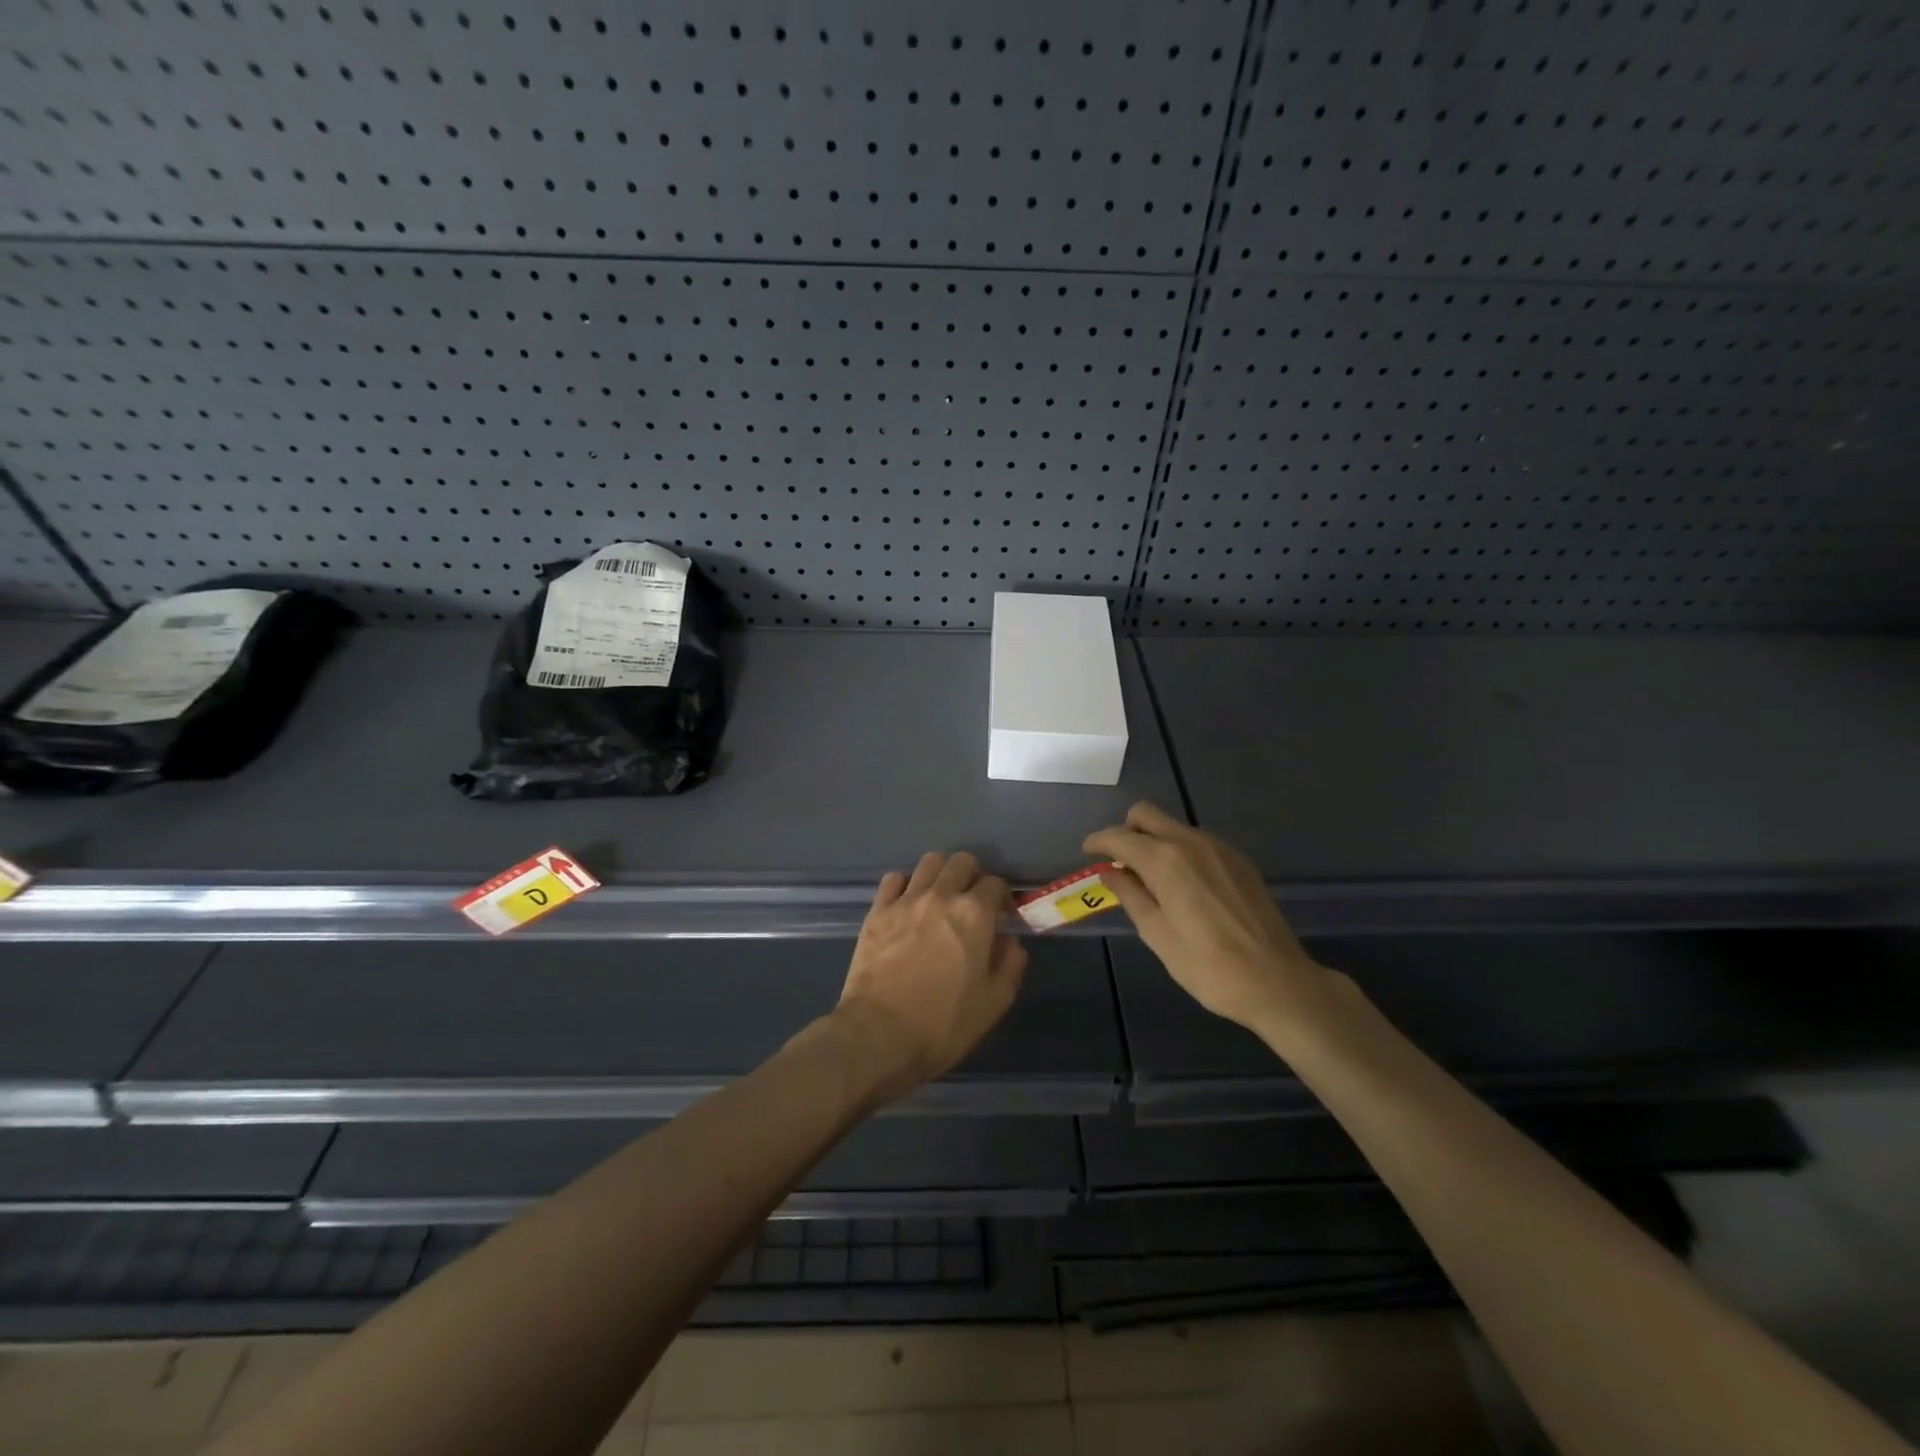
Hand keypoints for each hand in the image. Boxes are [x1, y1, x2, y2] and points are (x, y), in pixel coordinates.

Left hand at [830, 851, 1028, 1105]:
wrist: (878, 1035)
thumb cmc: (942, 1024)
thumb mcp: (993, 1003)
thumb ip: (1010, 965)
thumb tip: (1009, 942)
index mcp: (974, 914)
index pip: (996, 884)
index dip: (1002, 898)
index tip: (1002, 917)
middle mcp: (941, 895)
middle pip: (962, 861)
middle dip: (973, 876)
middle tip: (972, 902)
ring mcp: (905, 900)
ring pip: (929, 862)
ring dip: (941, 875)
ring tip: (941, 899)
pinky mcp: (877, 911)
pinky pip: (893, 879)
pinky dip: (905, 885)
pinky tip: (907, 906)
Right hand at [1085, 802, 1336, 1033]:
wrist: (1277, 981)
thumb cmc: (1208, 966)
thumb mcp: (1157, 935)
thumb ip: (1131, 895)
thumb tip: (1110, 871)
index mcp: (1165, 860)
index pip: (1120, 836)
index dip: (1098, 842)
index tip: (1088, 853)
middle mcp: (1190, 842)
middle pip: (1146, 814)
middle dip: (1126, 831)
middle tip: (1119, 863)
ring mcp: (1219, 848)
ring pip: (1173, 826)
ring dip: (1154, 840)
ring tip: (1151, 878)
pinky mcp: (1239, 860)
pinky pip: (1197, 841)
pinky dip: (1180, 851)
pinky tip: (1184, 885)